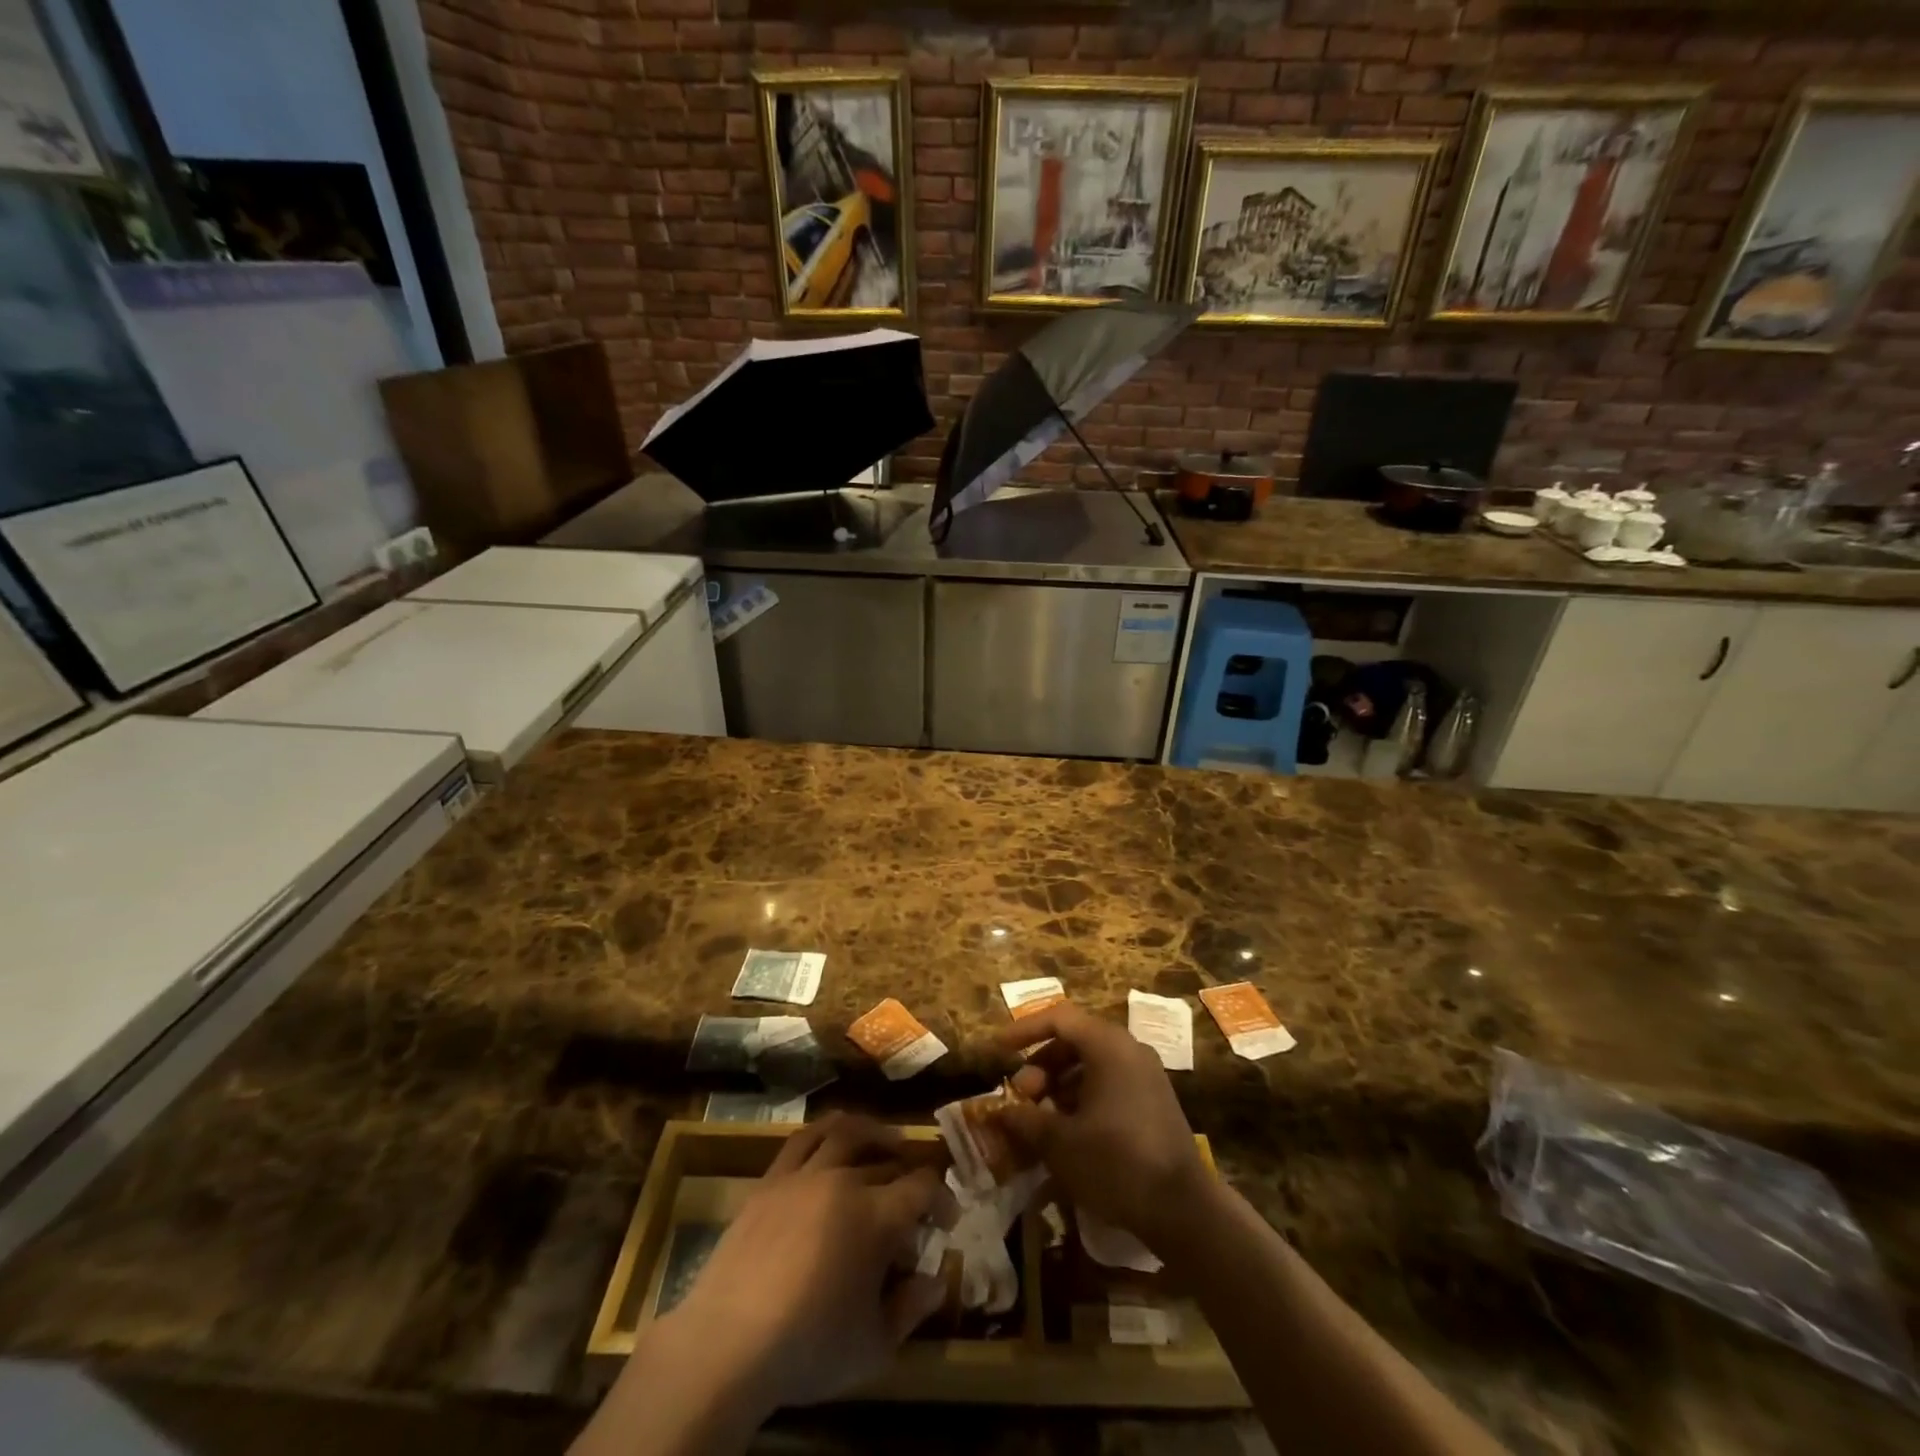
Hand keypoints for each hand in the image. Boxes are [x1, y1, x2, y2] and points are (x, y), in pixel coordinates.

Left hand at [659, 1113, 951, 1412]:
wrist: (727, 1343)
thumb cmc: (808, 1348)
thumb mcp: (873, 1346)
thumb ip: (911, 1309)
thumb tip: (936, 1280)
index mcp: (876, 1216)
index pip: (923, 1187)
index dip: (943, 1198)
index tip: (947, 1220)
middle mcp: (844, 1180)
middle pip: (886, 1162)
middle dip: (908, 1177)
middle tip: (913, 1199)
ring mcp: (804, 1175)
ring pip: (846, 1132)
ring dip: (872, 1132)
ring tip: (885, 1141)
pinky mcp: (770, 1180)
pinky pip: (802, 1139)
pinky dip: (825, 1131)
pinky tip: (831, 1141)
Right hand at [992, 1003, 1210, 1251]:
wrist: (1184, 1209)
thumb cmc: (1116, 1163)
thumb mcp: (1060, 1143)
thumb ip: (1025, 1120)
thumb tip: (999, 1112)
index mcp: (1108, 1045)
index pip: (1058, 1018)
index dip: (1024, 1031)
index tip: (999, 1050)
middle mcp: (1129, 1050)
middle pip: (1075, 1040)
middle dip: (1042, 1065)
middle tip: (1022, 1097)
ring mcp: (1146, 1075)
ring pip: (1092, 1064)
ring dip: (1060, 1084)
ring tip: (1040, 1118)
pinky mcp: (1154, 1101)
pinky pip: (1110, 1083)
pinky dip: (1083, 1096)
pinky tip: (1069, 1131)